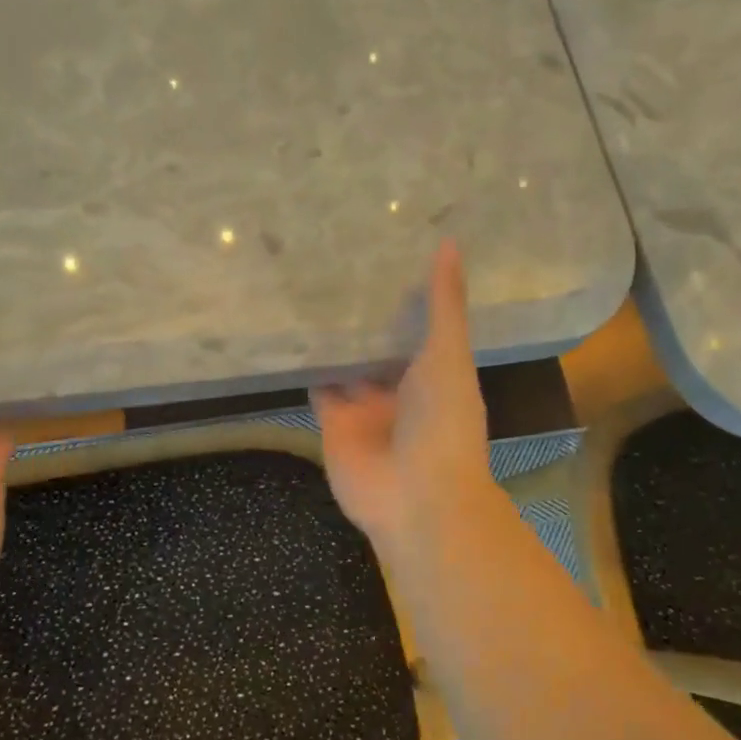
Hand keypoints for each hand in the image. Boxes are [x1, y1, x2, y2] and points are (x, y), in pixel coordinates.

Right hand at [312, 241, 495, 567]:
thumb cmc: (443, 421)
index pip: (418, 327)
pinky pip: (318, 388)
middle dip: (364, 315)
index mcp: (436, 373)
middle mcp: (400, 388)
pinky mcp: (333, 423)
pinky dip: (307, 366)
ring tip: (309, 288)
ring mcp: (365, 407)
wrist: (416, 496)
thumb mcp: (448, 355)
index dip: (405, 296)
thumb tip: (448, 243)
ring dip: (334, 339)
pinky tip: (291, 331)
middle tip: (338, 261)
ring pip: (346, 365)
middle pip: (379, 345)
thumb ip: (445, 304)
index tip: (386, 252)